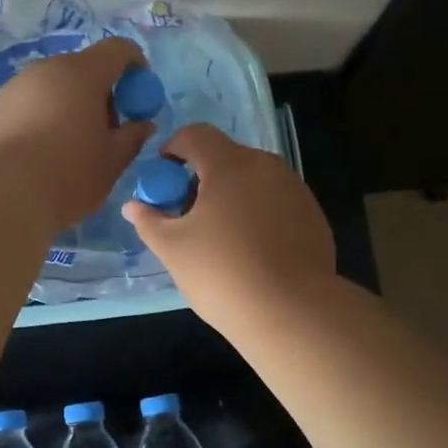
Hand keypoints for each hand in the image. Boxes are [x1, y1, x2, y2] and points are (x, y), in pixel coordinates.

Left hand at [0, 37, 154, 232]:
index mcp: (82, 73)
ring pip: (51, 90)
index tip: (139, 99)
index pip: (118, 50)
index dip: (136, 68)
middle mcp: (45, 70)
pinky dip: (39, 122)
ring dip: (67, 109)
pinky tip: (36, 158)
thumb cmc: (68, 175)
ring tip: (68, 150)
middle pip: (82, 70)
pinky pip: (25, 108)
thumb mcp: (112, 161)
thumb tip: (142, 125)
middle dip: (99, 95)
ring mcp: (13, 88)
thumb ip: (132, 137)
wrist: (0, 198)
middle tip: (105, 133)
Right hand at [121, 123, 336, 331]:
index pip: (195, 135)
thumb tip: (133, 207)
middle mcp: (267, 167)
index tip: (164, 181)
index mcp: (230, 165)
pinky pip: (276, 202)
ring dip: (232, 196)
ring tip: (221, 237)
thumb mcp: (173, 249)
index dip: (173, 149)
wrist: (292, 312)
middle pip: (226, 157)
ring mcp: (295, 190)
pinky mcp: (313, 215)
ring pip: (254, 180)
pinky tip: (253, 251)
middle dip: (202, 178)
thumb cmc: (222, 273)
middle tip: (188, 215)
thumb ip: (149, 221)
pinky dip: (259, 214)